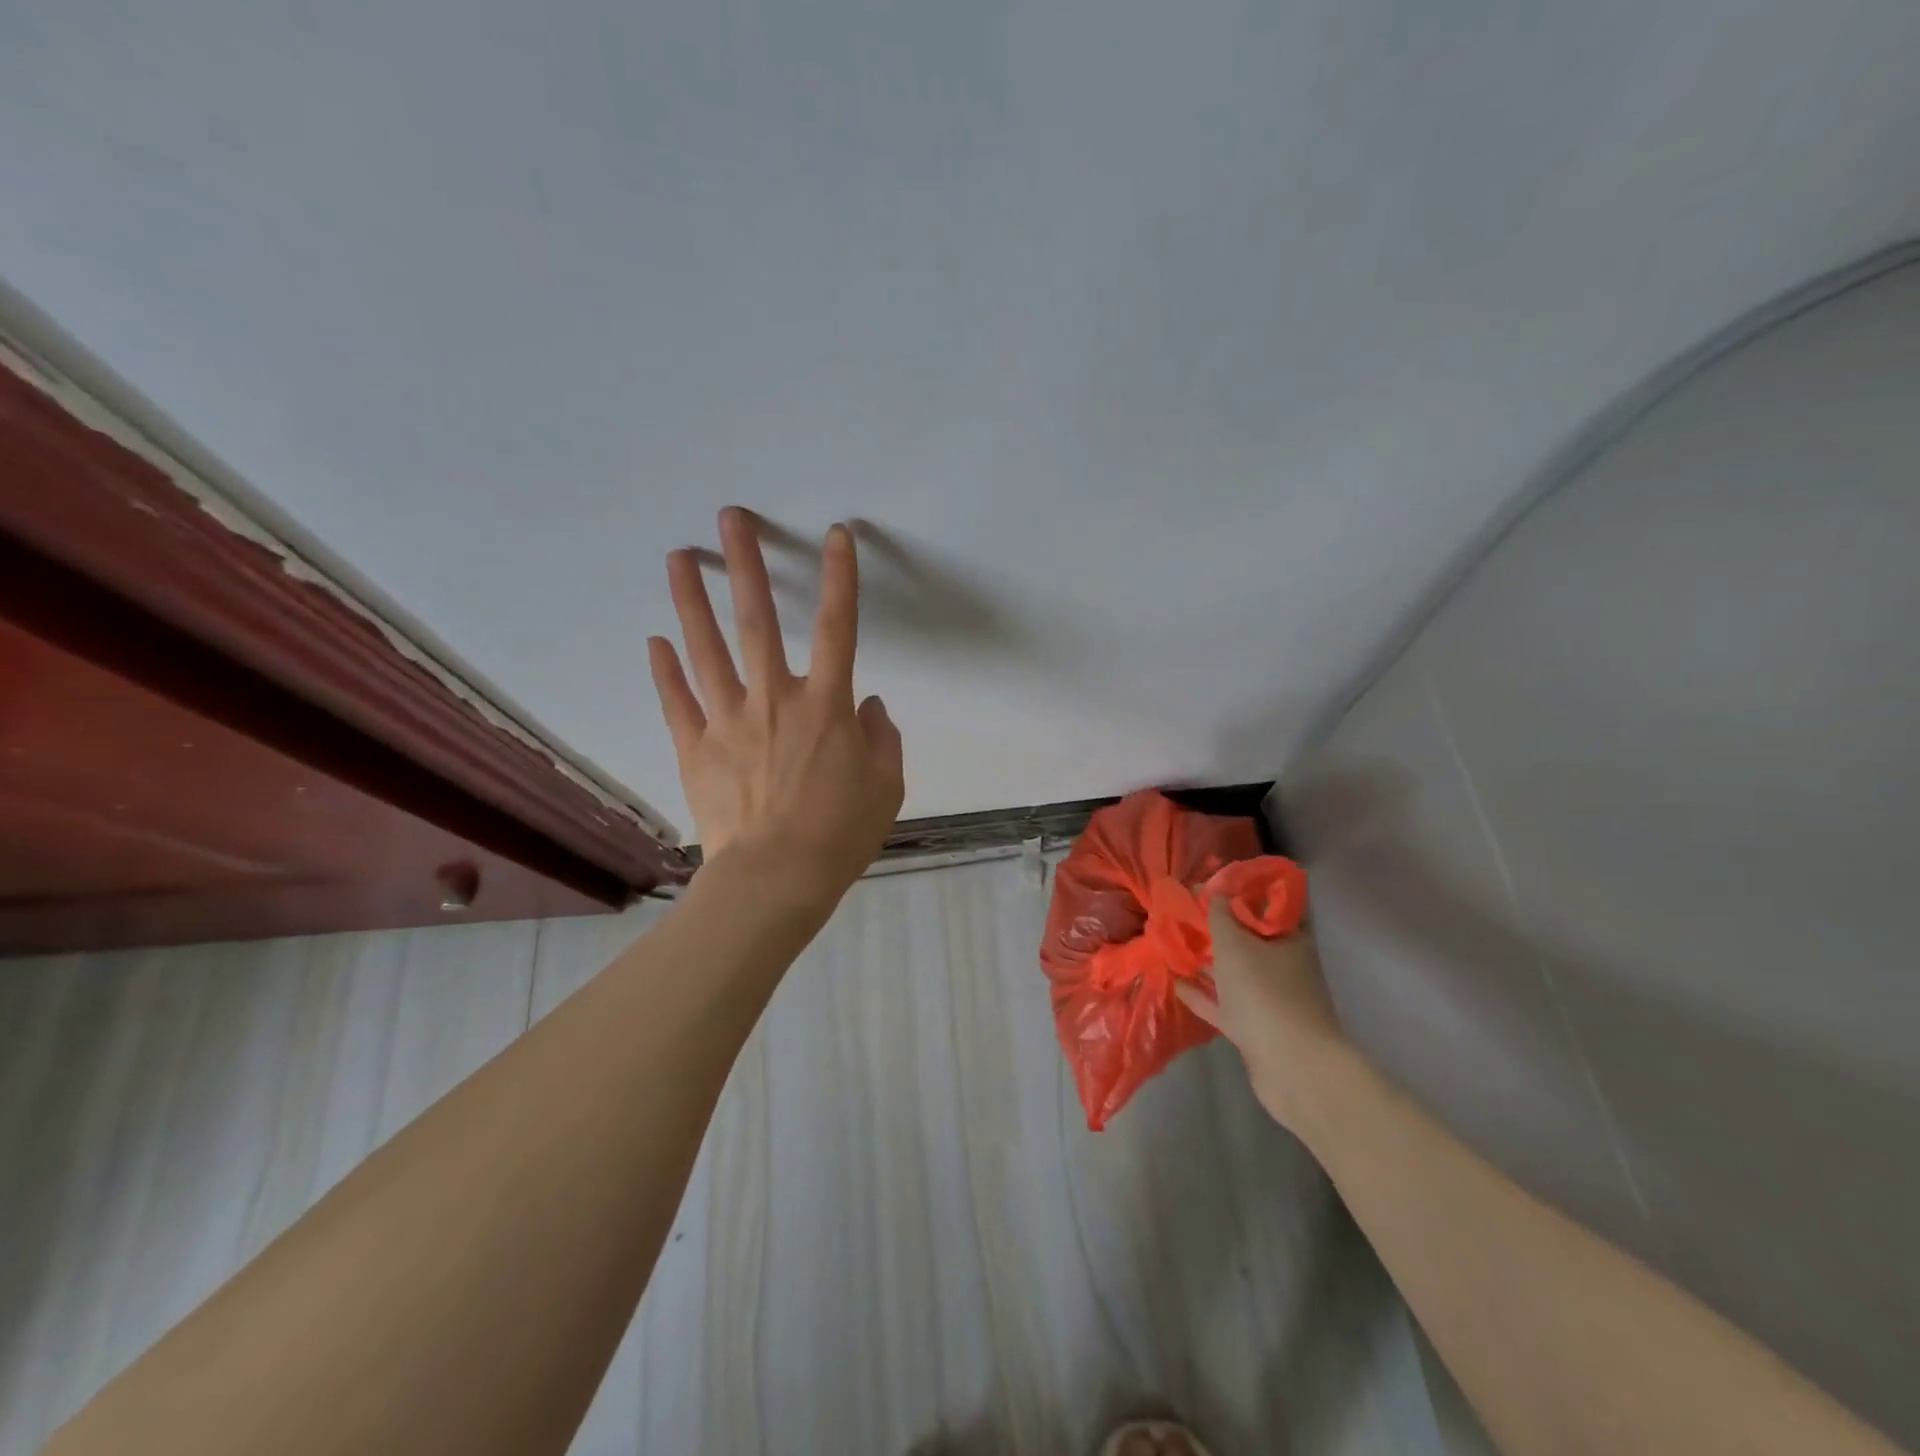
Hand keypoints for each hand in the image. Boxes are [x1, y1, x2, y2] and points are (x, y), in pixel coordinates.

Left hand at [648, 507, 904, 899]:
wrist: (776, 880)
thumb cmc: (840, 834)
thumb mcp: (887, 787)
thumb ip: (883, 739)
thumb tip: (872, 706)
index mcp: (826, 705)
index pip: (838, 627)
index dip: (840, 578)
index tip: (836, 535)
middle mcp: (775, 699)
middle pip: (758, 620)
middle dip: (746, 564)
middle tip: (730, 519)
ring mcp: (728, 721)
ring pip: (707, 649)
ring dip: (692, 601)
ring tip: (678, 557)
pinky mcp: (696, 748)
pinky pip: (677, 701)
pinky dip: (665, 671)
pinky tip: (655, 641)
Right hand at [1177, 899, 1351, 1133]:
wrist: (1293, 1068)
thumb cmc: (1265, 993)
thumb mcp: (1235, 943)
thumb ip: (1219, 914)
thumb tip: (1210, 890)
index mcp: (1291, 939)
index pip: (1272, 903)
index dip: (1246, 889)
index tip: (1216, 881)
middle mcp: (1284, 965)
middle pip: (1249, 937)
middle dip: (1219, 924)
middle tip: (1187, 910)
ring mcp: (1270, 999)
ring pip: (1234, 971)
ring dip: (1208, 959)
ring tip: (1176, 942)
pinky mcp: (1255, 1028)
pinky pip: (1224, 1003)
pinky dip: (1203, 993)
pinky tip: (1177, 982)